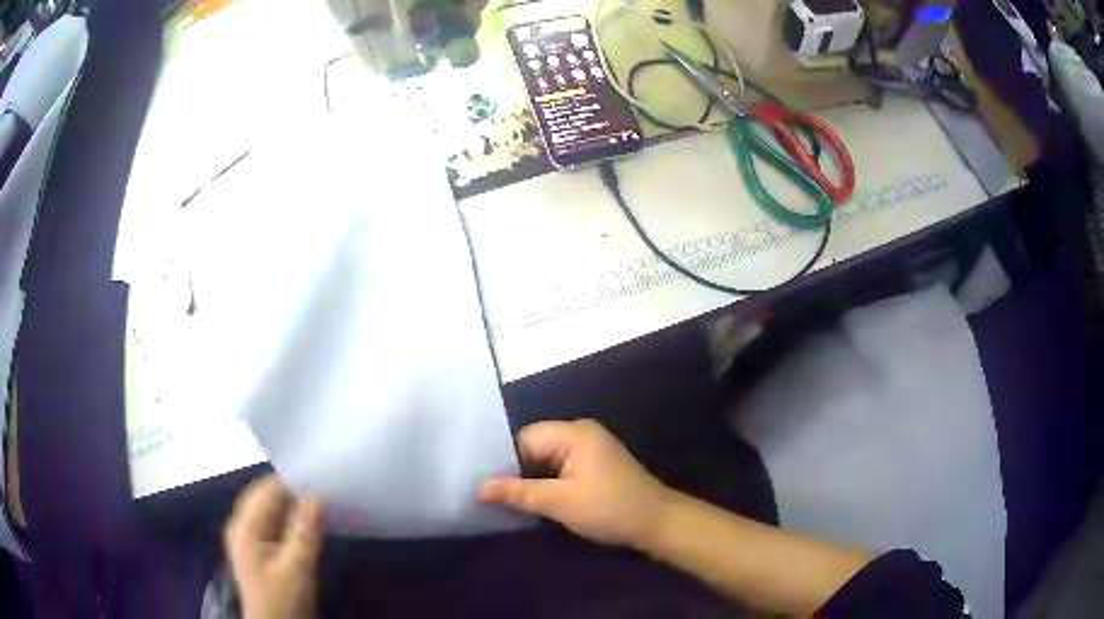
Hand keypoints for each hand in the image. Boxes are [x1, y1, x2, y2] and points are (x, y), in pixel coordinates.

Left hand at [224, 475, 323, 618]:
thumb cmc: (283, 600)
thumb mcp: (297, 569)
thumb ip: (304, 532)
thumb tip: (316, 496)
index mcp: (244, 526)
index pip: (266, 490)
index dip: (291, 480)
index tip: (320, 476)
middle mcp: (241, 526)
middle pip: (266, 497)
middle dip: (291, 490)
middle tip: (323, 486)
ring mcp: (249, 538)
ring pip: (270, 510)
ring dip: (292, 505)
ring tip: (320, 500)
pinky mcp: (259, 549)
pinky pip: (274, 523)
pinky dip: (290, 519)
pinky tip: (309, 522)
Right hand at [479, 419, 671, 548]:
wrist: (657, 523)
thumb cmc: (609, 508)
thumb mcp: (560, 502)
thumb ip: (518, 492)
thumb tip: (479, 488)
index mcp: (574, 433)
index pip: (525, 438)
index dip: (505, 461)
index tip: (487, 485)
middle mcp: (580, 434)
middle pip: (534, 447)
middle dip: (517, 471)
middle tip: (493, 496)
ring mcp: (589, 450)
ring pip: (545, 460)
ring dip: (531, 480)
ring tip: (508, 500)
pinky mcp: (593, 466)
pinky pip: (560, 468)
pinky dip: (547, 483)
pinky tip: (534, 500)